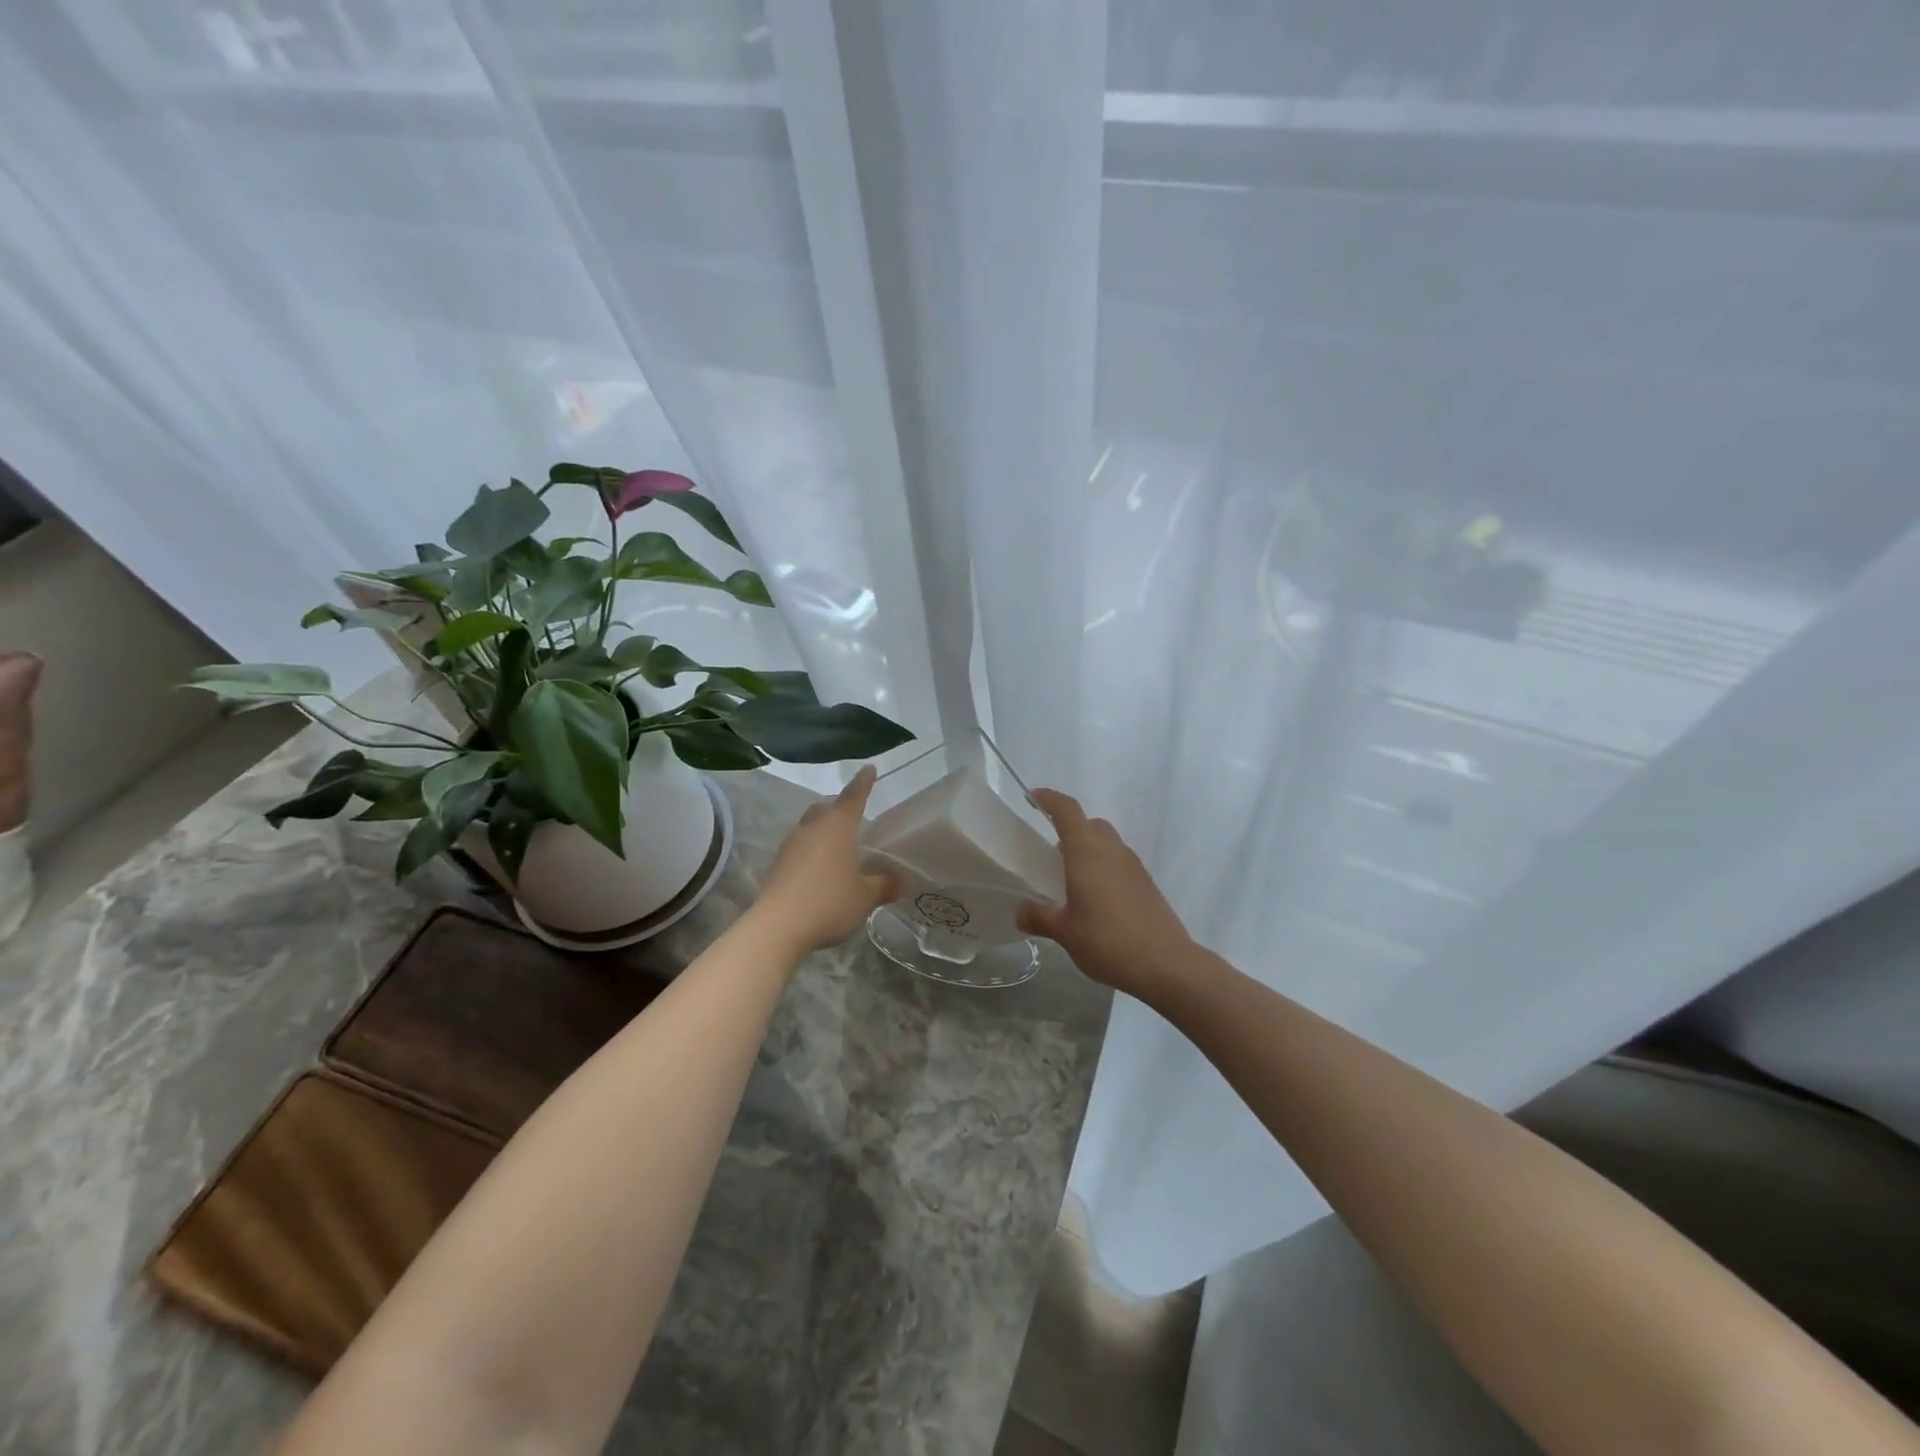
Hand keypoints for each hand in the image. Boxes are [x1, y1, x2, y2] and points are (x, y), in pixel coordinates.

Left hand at [754, 766, 903, 953]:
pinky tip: (821, 869)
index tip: (869, 769)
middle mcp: (812, 828)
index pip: (854, 796)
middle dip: (840, 808)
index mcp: (838, 826)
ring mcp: (791, 845)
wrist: (778, 926)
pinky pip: (800, 847)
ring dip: (824, 831)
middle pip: (826, 808)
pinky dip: (812, 850)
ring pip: (810, 827)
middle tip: (855, 816)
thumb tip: (903, 881)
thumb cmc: (829, 902)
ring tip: (839, 846)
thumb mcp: (865, 896)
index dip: (863, 783)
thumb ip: (884, 885)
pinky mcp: (778, 865)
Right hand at [1017, 789, 1192, 999]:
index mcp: (1086, 852)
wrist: (1165, 964)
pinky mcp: (1147, 884)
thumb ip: (1040, 917)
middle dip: (1070, 828)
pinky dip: (1105, 868)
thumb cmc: (1106, 940)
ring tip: (1072, 879)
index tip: (1033, 797)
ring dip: (1089, 849)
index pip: (1067, 811)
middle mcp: (1111, 850)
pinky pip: (1120, 863)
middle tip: (1051, 852)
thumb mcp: (1064, 932)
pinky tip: (1096, 898)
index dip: (1049, 799)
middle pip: (1090, 824)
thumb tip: (1020, 912)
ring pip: (1108, 842)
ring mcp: (1133, 866)